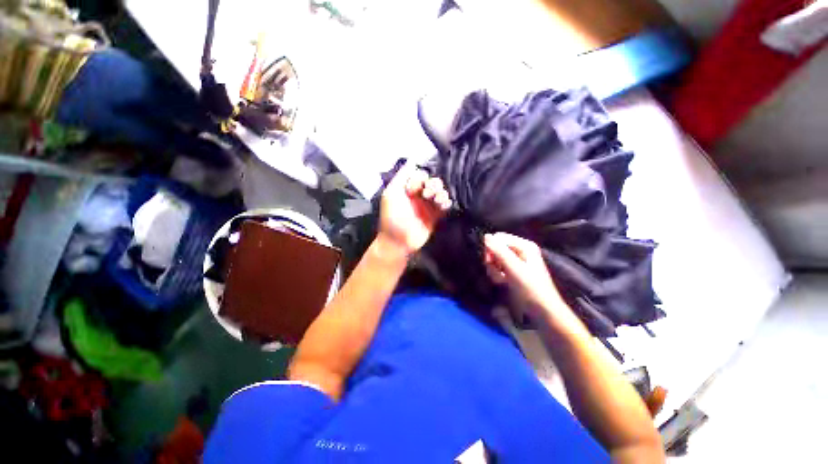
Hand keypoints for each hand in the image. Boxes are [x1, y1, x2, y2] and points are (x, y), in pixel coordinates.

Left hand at [378, 166, 451, 254]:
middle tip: (428, 194)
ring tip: (436, 200)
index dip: (420, 179)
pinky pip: (445, 205)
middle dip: (433, 185)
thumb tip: (412, 160)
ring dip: (441, 192)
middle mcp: (419, 195)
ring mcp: (428, 205)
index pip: (420, 175)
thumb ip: (401, 176)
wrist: (398, 241)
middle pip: (433, 182)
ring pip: (440, 192)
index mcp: (407, 188)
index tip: (415, 188)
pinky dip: (446, 202)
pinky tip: (443, 205)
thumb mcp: (391, 193)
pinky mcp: (436, 216)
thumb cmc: (392, 216)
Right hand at [483, 232, 566, 319]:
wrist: (541, 310)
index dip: (491, 248)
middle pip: (495, 247)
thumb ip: (499, 251)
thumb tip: (486, 236)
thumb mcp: (514, 268)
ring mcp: (516, 260)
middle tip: (497, 273)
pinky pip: (497, 266)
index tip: (490, 262)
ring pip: (494, 258)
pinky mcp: (512, 270)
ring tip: (501, 280)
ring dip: (494, 270)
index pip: (498, 238)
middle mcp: (520, 250)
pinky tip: (502, 282)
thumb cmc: (530, 288)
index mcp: (524, 245)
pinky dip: (497, 274)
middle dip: (492, 260)